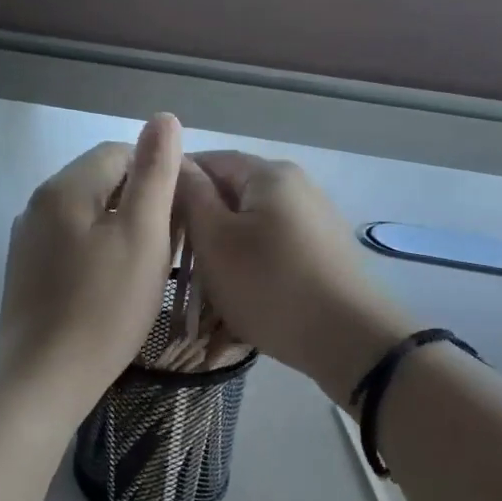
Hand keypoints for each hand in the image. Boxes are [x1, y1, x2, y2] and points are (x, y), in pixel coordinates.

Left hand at [0, 114, 183, 419]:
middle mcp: (38, 203)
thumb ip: (155, 173)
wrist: (44, 379)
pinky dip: (98, 251)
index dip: (157, 174)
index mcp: (65, 187)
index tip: (181, 214)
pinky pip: (71, 242)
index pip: (120, 152)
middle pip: (101, 181)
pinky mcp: (26, 271)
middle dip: (139, 202)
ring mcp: (27, 239)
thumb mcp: (143, 234)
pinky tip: (112, 285)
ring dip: (120, 228)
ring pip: (87, 214)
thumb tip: (164, 118)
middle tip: (169, 245)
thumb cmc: (104, 306)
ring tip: (146, 267)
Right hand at [175, 152, 413, 400]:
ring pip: (251, 222)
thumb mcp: (216, 240)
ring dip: (224, 246)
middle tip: (175, 256)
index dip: (175, 183)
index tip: (151, 216)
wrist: (350, 340)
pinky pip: (273, 245)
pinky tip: (241, 291)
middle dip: (200, 220)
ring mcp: (314, 219)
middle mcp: (297, 186)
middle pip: (232, 192)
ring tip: (204, 280)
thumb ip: (191, 195)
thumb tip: (175, 160)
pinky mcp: (323, 251)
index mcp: (270, 174)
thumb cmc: (270, 285)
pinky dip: (250, 262)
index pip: (209, 160)